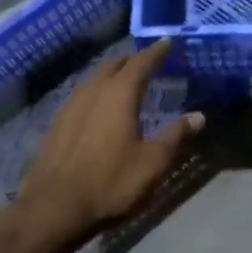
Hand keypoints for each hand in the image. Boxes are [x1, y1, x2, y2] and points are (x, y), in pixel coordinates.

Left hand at [5, 39, 203, 252]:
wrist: (53, 210)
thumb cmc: (110, 183)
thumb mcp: (153, 163)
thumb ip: (176, 136)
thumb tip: (198, 116)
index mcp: (118, 95)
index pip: (141, 63)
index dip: (156, 52)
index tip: (167, 42)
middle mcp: (92, 92)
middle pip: (113, 66)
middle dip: (132, 61)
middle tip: (148, 62)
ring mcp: (69, 108)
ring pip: (94, 80)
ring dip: (111, 76)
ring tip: (125, 82)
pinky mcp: (56, 126)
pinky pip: (81, 98)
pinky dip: (96, 94)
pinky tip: (99, 109)